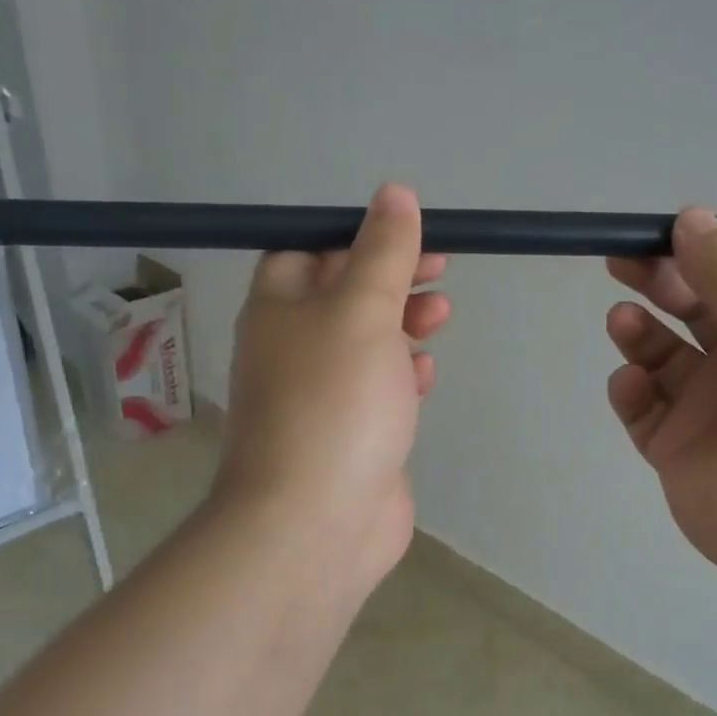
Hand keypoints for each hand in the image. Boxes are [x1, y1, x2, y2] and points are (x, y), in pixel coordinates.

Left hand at [214, 184, 449, 601]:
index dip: (356, 236)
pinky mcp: (348, 435)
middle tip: (439, 272)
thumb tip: (394, 194)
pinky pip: (376, 390)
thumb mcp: (362, 311)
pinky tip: (425, 376)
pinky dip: (401, 375)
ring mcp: (319, 396)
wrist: (314, 522)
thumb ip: (382, 253)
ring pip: (364, 343)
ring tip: (439, 318)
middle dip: (391, 279)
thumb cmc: (334, 402)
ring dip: (402, 324)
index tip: (407, 234)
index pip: (308, 251)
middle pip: (342, 296)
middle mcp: (291, 348)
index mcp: (277, 309)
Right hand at [605, 207, 716, 587]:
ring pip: (661, 356)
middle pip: (693, 307)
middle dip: (659, 282)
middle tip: (621, 263)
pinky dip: (631, 392)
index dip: (705, 252)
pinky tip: (631, 384)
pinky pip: (643, 409)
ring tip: (621, 322)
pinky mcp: (676, 448)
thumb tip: (691, 215)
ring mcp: (709, 407)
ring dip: (639, 333)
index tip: (664, 234)